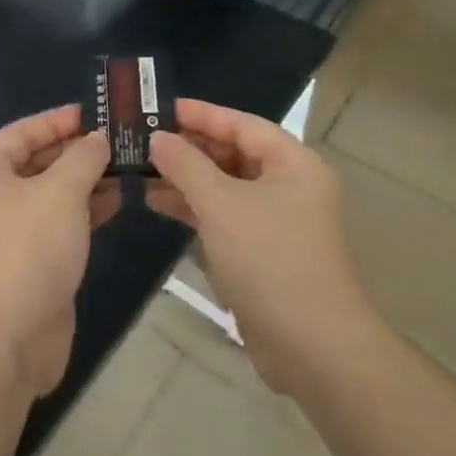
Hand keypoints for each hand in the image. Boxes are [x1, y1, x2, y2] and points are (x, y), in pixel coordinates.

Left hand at [0, 107, 118, 398]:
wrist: (4, 343)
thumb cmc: (27, 251)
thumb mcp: (60, 193)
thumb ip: (83, 159)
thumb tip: (97, 139)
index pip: (24, 131)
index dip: (60, 120)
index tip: (98, 113)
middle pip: (38, 161)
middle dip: (78, 151)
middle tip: (122, 140)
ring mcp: (10, 232)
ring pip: (52, 194)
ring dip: (86, 181)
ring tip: (128, 168)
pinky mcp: (30, 262)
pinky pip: (59, 223)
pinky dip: (84, 211)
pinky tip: (116, 202)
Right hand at [147, 100, 367, 395]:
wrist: (313, 347)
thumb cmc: (269, 259)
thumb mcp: (220, 204)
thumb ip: (185, 165)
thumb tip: (157, 138)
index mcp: (292, 163)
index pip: (242, 124)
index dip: (201, 114)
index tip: (160, 107)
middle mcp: (289, 185)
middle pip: (233, 153)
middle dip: (189, 147)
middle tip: (144, 139)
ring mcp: (277, 220)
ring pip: (225, 185)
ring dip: (186, 178)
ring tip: (142, 170)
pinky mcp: (263, 251)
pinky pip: (224, 214)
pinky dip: (194, 207)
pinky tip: (158, 203)